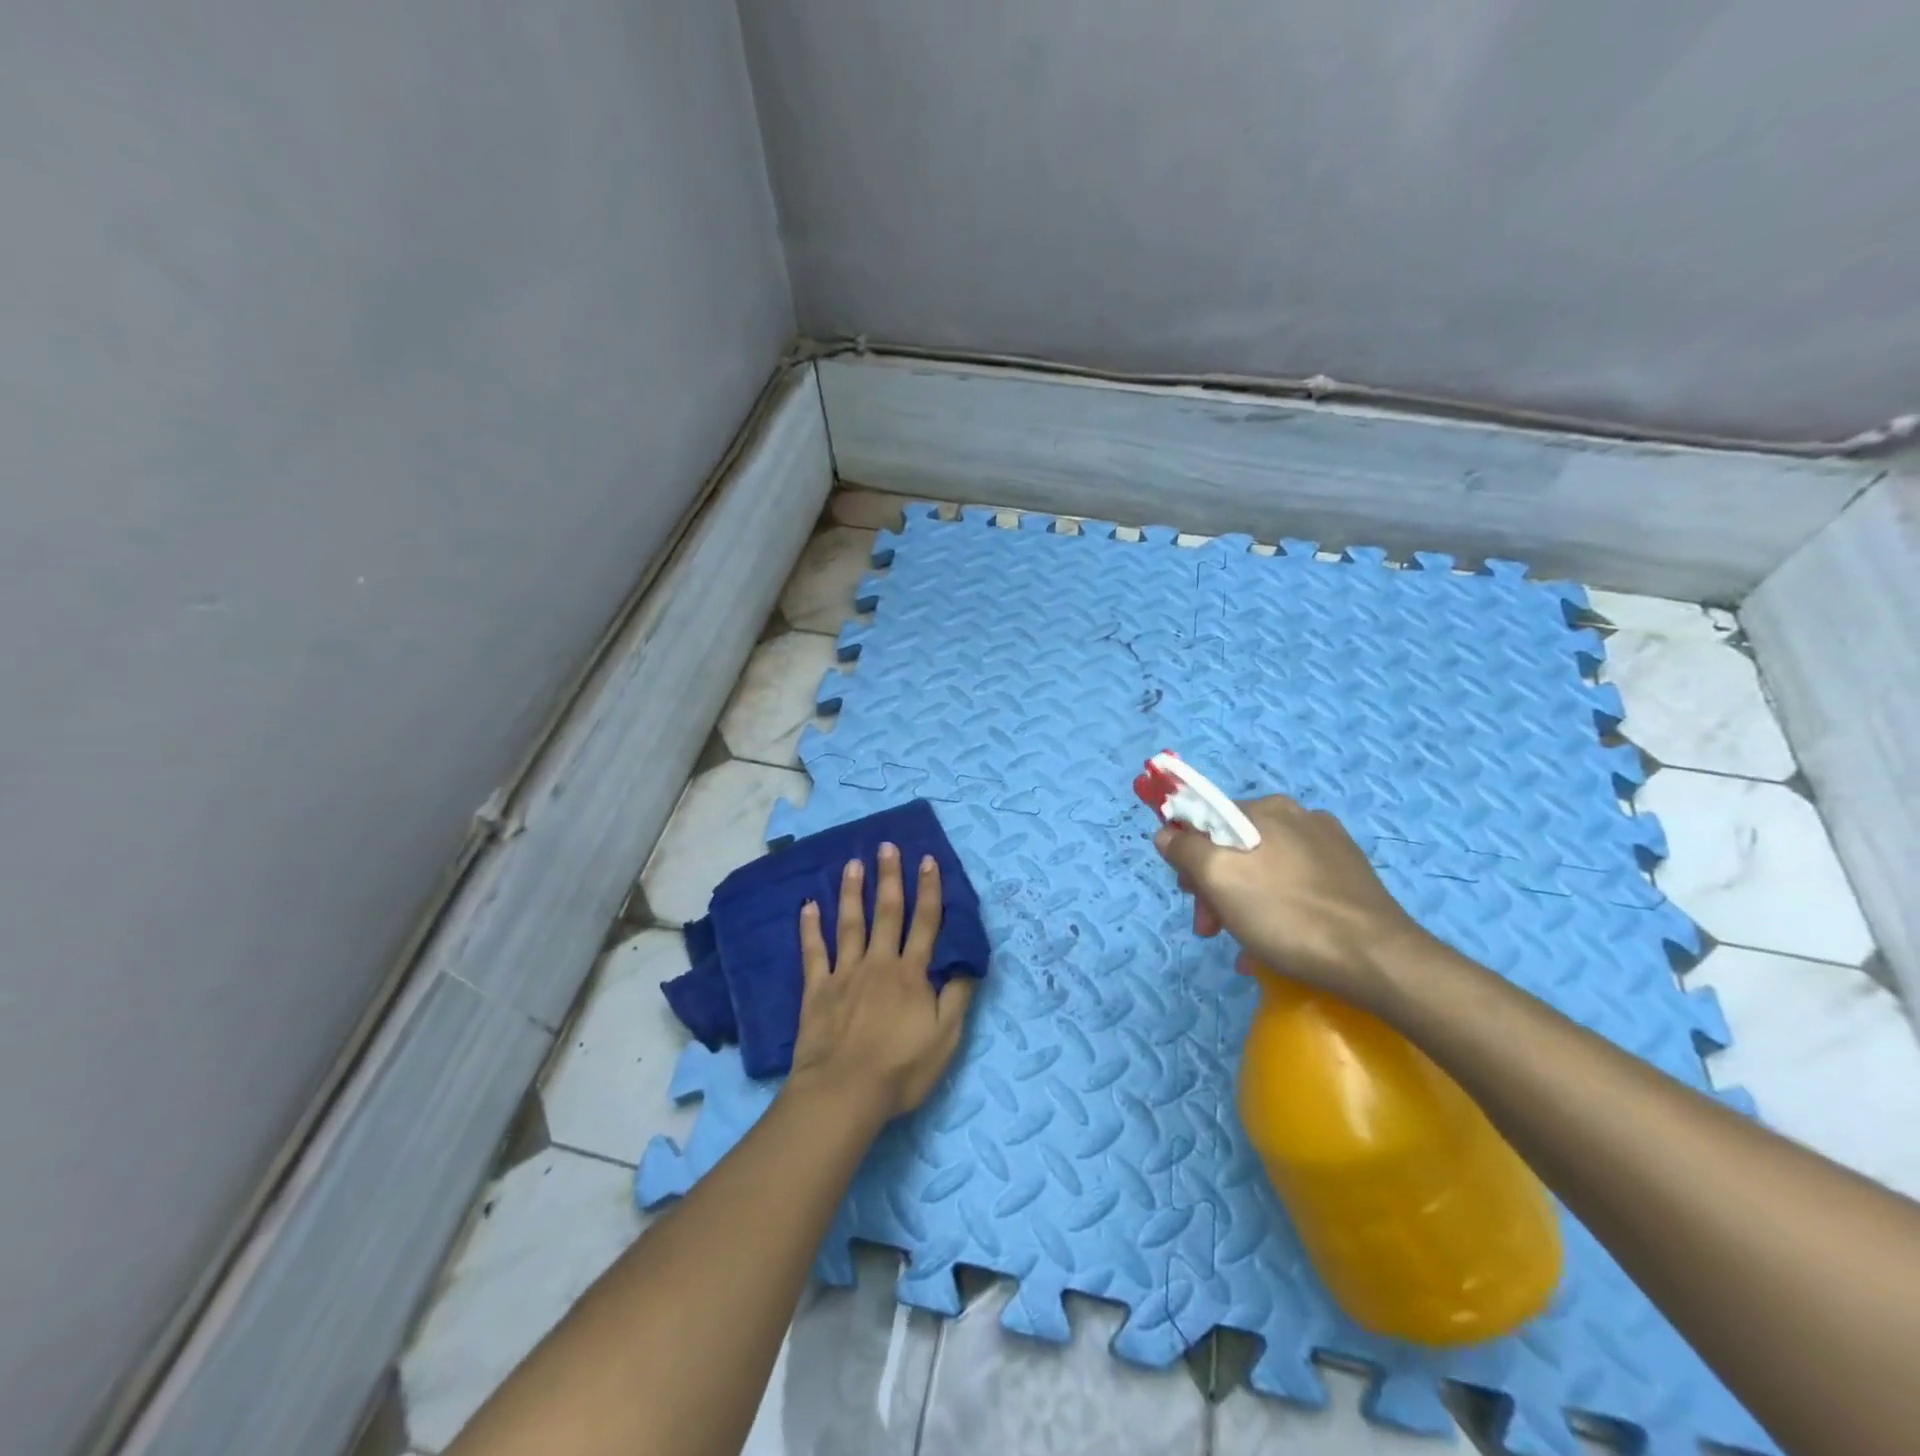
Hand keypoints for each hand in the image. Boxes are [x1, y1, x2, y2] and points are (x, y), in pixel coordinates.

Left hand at [787, 843, 976, 1121]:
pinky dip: (810, 928)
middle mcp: (879, 963)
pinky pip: (813, 952)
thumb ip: (957, 997)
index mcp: (911, 974)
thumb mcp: (945, 1038)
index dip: (929, 890)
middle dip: (890, 877)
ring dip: (853, 892)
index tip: (928, 860)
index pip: (925, 923)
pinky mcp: (817, 990)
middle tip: (887, 846)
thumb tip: (967, 962)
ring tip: (853, 863)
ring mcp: (845, 974)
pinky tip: (808, 905)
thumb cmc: (900, 1070)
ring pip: (850, 924)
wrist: (843, 1092)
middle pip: (887, 913)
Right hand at [1154, 795, 1430, 1008]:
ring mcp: (1329, 846)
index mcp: (1267, 808)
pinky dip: (1274, 909)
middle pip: (1234, 845)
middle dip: (1214, 885)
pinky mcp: (1349, 877)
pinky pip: (1293, 885)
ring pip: (1263, 868)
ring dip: (1241, 902)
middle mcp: (1298, 816)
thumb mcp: (1219, 879)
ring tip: (1244, 945)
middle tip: (1212, 929)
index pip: (1205, 817)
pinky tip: (1274, 943)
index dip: (1186, 854)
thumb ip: (1185, 849)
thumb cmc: (1287, 915)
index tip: (1187, 894)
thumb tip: (1166, 833)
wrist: (1378, 960)